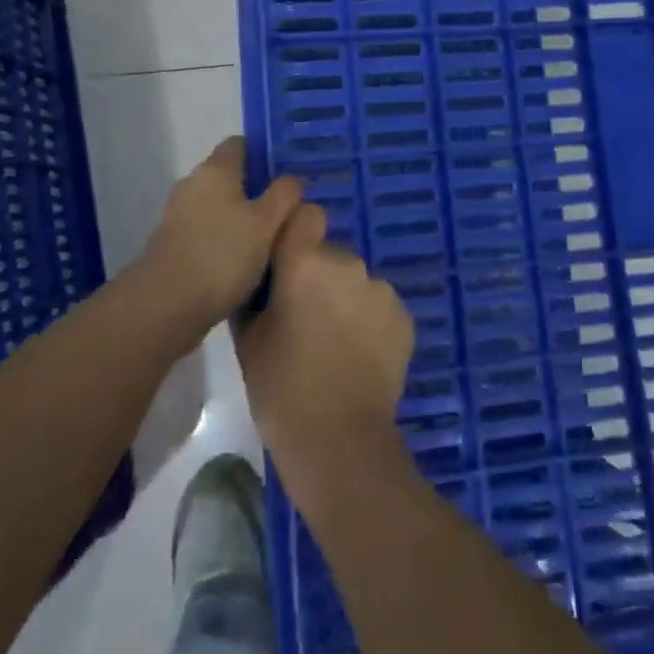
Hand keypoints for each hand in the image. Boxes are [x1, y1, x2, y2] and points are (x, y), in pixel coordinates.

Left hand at [141, 137, 301, 344]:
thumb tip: (292, 178)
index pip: (240, 144)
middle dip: (257, 189)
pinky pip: (208, 231)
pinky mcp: (173, 244)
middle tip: (288, 209)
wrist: (166, 305)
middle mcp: (192, 184)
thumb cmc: (223, 254)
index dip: (265, 153)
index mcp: (215, 170)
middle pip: (230, 176)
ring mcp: (179, 215)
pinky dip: (226, 239)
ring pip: (219, 206)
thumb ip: (284, 195)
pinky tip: (245, 261)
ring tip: (271, 239)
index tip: (288, 174)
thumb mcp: (266, 222)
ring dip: (242, 217)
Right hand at [234, 203, 414, 504]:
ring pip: (356, 281)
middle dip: (317, 276)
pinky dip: (369, 321)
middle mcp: (350, 264)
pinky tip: (359, 356)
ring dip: (345, 299)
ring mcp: (382, 290)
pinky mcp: (405, 317)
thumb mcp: (248, 338)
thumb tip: (264, 279)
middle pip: (330, 254)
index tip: (285, 261)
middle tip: (304, 318)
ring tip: (334, 343)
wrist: (339, 439)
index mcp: (306, 263)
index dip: (295, 232)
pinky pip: (379, 306)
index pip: (305, 215)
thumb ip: (257, 294)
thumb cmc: (281, 388)